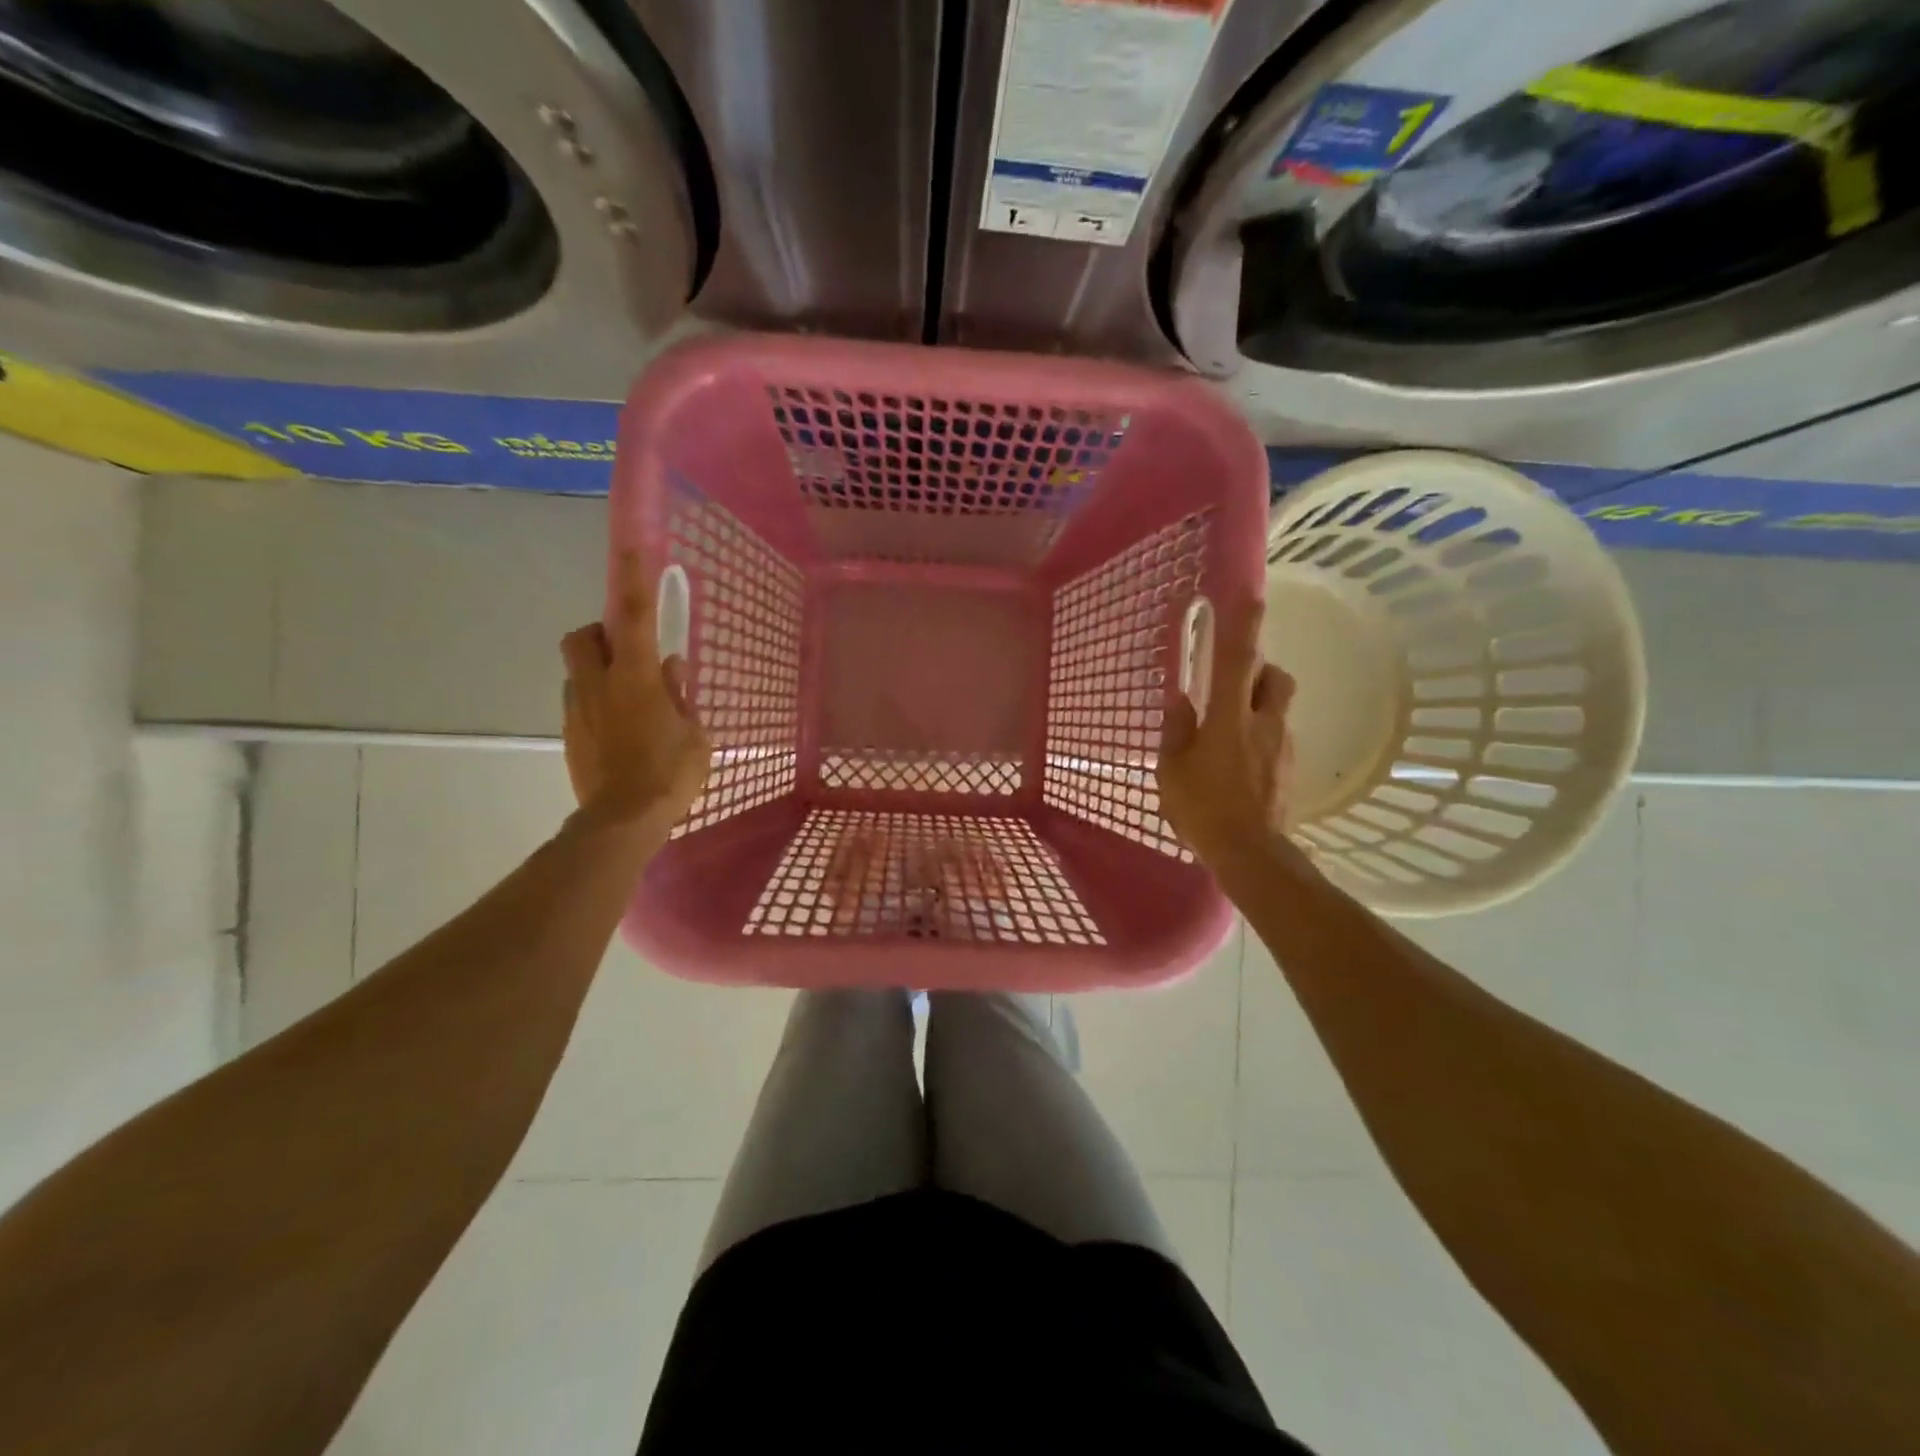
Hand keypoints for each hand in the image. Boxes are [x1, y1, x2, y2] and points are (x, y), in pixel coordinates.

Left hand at [560, 550, 710, 827]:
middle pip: (582, 636)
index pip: (634, 615)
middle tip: (629, 653)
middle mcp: (599, 684)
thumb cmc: (669, 774)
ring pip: (579, 672)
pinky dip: (598, 705)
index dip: (632, 577)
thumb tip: (670, 668)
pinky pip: (580, 704)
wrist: (623, 821)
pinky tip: (621, 733)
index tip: (631, 546)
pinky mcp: (570, 735)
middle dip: (601, 634)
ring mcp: (578, 710)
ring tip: (631, 702)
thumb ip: (680, 696)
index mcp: (636, 678)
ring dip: (600, 673)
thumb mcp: (694, 734)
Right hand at [1156, 600, 1296, 871]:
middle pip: (1275, 677)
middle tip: (1233, 682)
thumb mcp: (1172, 770)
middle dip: (1260, 669)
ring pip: (1279, 708)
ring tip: (1230, 730)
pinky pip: (1277, 737)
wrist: (1250, 853)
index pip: (1240, 660)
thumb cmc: (1202, 808)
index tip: (1250, 596)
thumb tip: (1181, 699)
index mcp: (1230, 718)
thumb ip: (1177, 730)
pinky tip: (1239, 763)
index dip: (1245, 626)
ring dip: (1260, 705)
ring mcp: (1282, 746)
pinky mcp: (1289, 768)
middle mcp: (1264, 723)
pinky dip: (1261, 736)